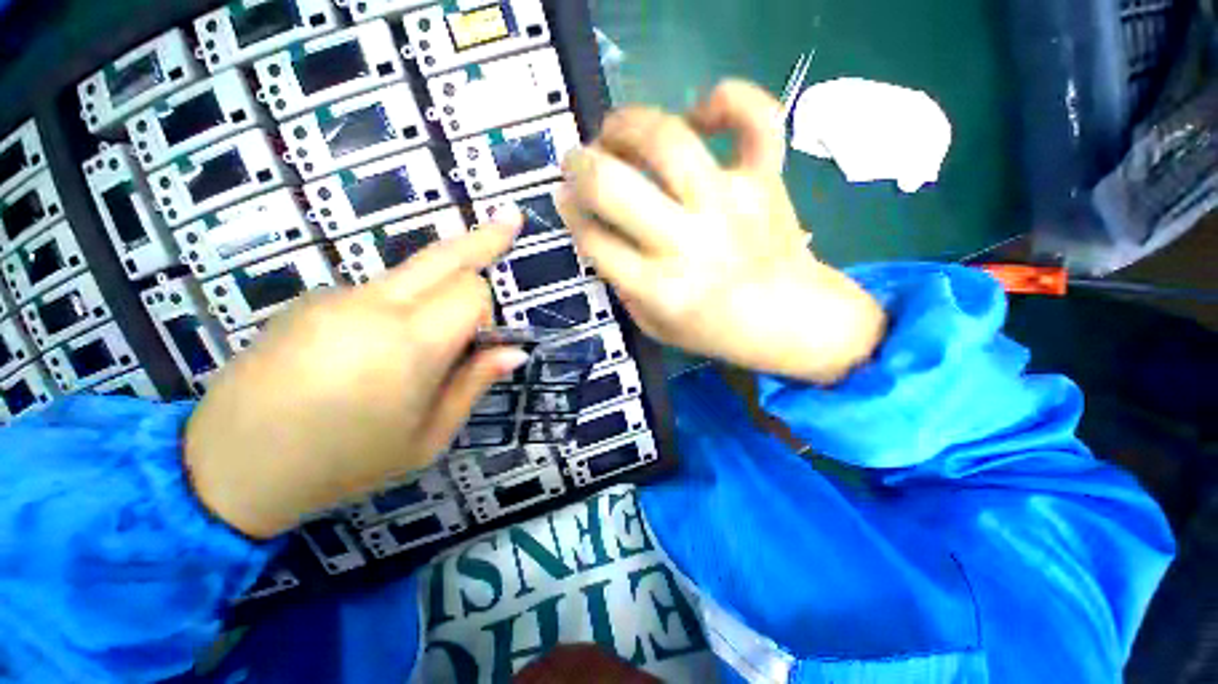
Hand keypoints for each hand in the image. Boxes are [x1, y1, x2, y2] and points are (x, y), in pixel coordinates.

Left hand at [184, 218, 526, 539]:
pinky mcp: (309, 300)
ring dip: (437, 286)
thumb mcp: (427, 437)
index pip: (470, 291)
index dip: (485, 310)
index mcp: (407, 344)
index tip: (481, 340)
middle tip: (511, 218)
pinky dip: (398, 306)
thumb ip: (474, 384)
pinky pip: (375, 291)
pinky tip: (374, 349)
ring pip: (410, 273)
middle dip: (484, 238)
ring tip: (427, 339)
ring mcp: (334, 297)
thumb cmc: (343, 463)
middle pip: (442, 254)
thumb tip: (515, 352)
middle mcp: (371, 305)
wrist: (230, 470)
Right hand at [558, 80, 885, 382]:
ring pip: (667, 139)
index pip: (593, 237)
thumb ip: (622, 286)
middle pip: (612, 185)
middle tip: (576, 162)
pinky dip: (728, 99)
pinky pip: (756, 118)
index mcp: (659, 288)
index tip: (566, 201)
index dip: (570, 213)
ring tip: (617, 130)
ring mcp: (730, 204)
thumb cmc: (716, 330)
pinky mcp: (766, 180)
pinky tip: (702, 113)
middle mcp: (688, 242)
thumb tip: (598, 231)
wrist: (793, 320)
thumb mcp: (655, 327)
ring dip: (626, 124)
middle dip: (579, 166)